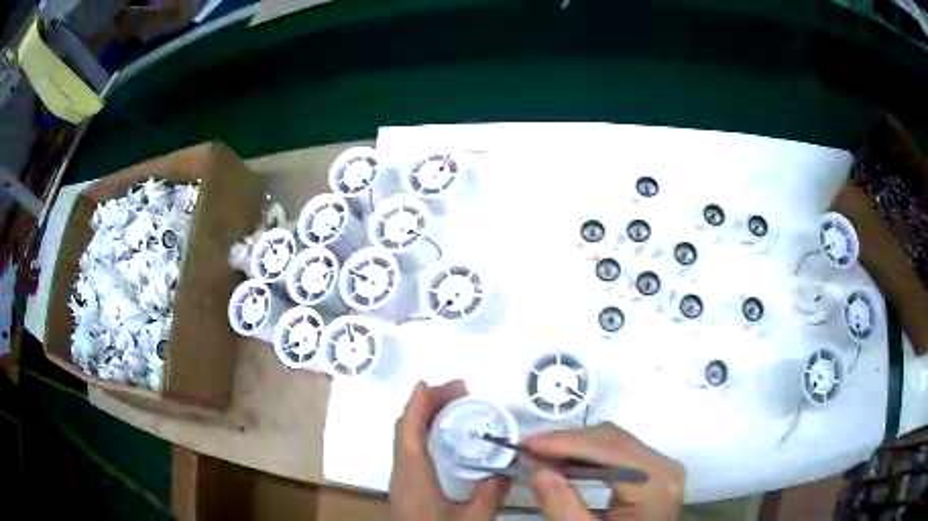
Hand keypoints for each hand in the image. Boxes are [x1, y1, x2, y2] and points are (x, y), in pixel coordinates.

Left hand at [390, 380, 510, 520]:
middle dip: (426, 404)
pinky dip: (423, 433)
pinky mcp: (406, 487)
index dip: (416, 404)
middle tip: (458, 391)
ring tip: (453, 406)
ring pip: (405, 438)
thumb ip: (489, 495)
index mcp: (412, 475)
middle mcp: (401, 472)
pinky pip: (410, 449)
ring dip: (424, 418)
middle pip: (405, 429)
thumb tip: (505, 471)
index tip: (429, 381)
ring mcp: (401, 479)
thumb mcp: (470, 520)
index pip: (408, 430)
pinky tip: (443, 438)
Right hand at [523, 423, 684, 520]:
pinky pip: (619, 453)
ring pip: (614, 442)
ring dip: (575, 447)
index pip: (608, 448)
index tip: (525, 444)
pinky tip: (566, 463)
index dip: (565, 442)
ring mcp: (661, 467)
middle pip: (612, 439)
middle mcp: (664, 466)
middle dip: (567, 442)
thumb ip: (563, 507)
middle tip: (528, 449)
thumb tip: (538, 470)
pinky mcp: (654, 472)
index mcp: (655, 482)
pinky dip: (589, 455)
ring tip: (541, 455)